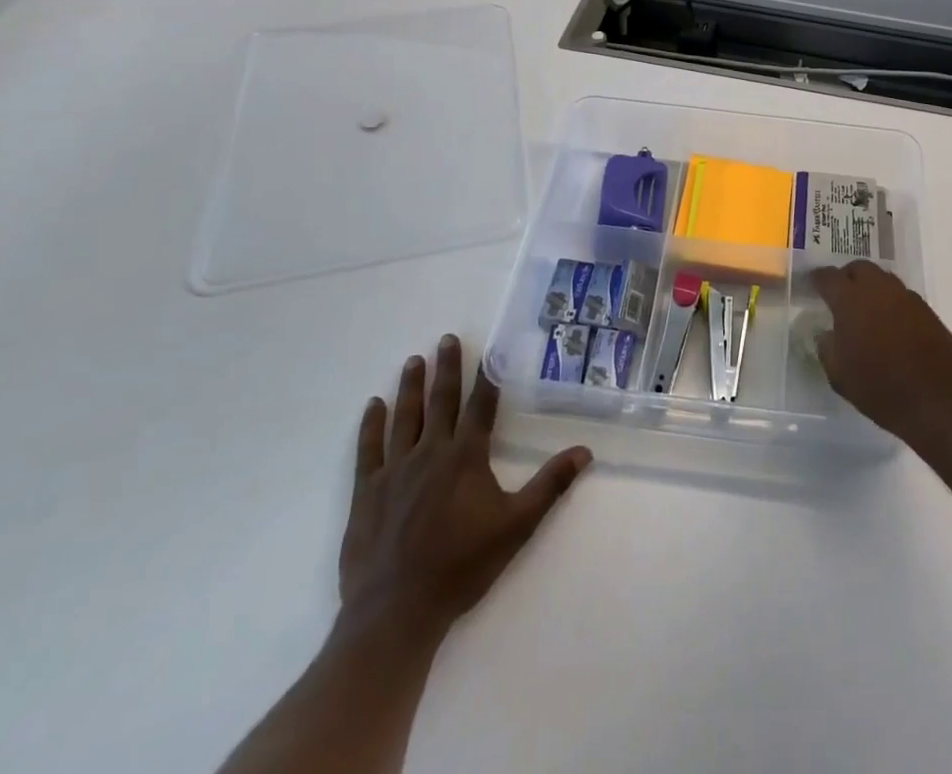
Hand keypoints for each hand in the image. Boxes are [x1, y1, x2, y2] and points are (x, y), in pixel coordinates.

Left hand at [337, 335, 591, 652]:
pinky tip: (373, 405)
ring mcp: (394, 470)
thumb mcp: (517, 526)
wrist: (396, 612)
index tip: (488, 350)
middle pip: (440, 401)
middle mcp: (430, 452)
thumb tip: (585, 451)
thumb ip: (550, 485)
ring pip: (404, 416)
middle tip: (446, 338)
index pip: (480, 406)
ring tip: (414, 360)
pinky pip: (368, 449)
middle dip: (446, 368)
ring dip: (410, 386)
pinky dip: (371, 424)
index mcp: (466, 456)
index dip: (486, 377)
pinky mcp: (366, 492)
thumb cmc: (462, 567)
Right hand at [808, 260, 951, 459]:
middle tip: (840, 294)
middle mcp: (879, 290)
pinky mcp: (927, 311)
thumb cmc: (881, 389)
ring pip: (882, 279)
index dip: (818, 278)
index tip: (812, 283)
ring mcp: (906, 298)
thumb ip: (827, 348)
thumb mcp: (840, 376)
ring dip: (870, 287)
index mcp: (851, 301)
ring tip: (865, 309)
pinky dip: (890, 302)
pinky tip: (889, 324)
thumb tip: (826, 333)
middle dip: (847, 276)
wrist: (940, 402)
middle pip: (859, 268)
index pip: (828, 277)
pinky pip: (901, 296)